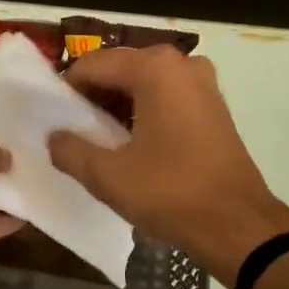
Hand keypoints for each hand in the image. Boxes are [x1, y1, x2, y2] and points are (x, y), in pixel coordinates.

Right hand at [48, 46, 288, 286]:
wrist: (236, 224)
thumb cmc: (169, 193)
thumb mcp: (107, 176)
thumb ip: (70, 150)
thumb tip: (54, 137)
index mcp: (154, 69)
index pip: (92, 66)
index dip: (66, 91)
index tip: (53, 120)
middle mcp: (181, 64)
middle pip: (120, 70)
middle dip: (94, 98)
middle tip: (74, 132)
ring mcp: (203, 83)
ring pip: (145, 85)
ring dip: (119, 107)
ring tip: (100, 142)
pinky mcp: (214, 107)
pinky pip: (168, 98)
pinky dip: (145, 113)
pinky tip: (133, 146)